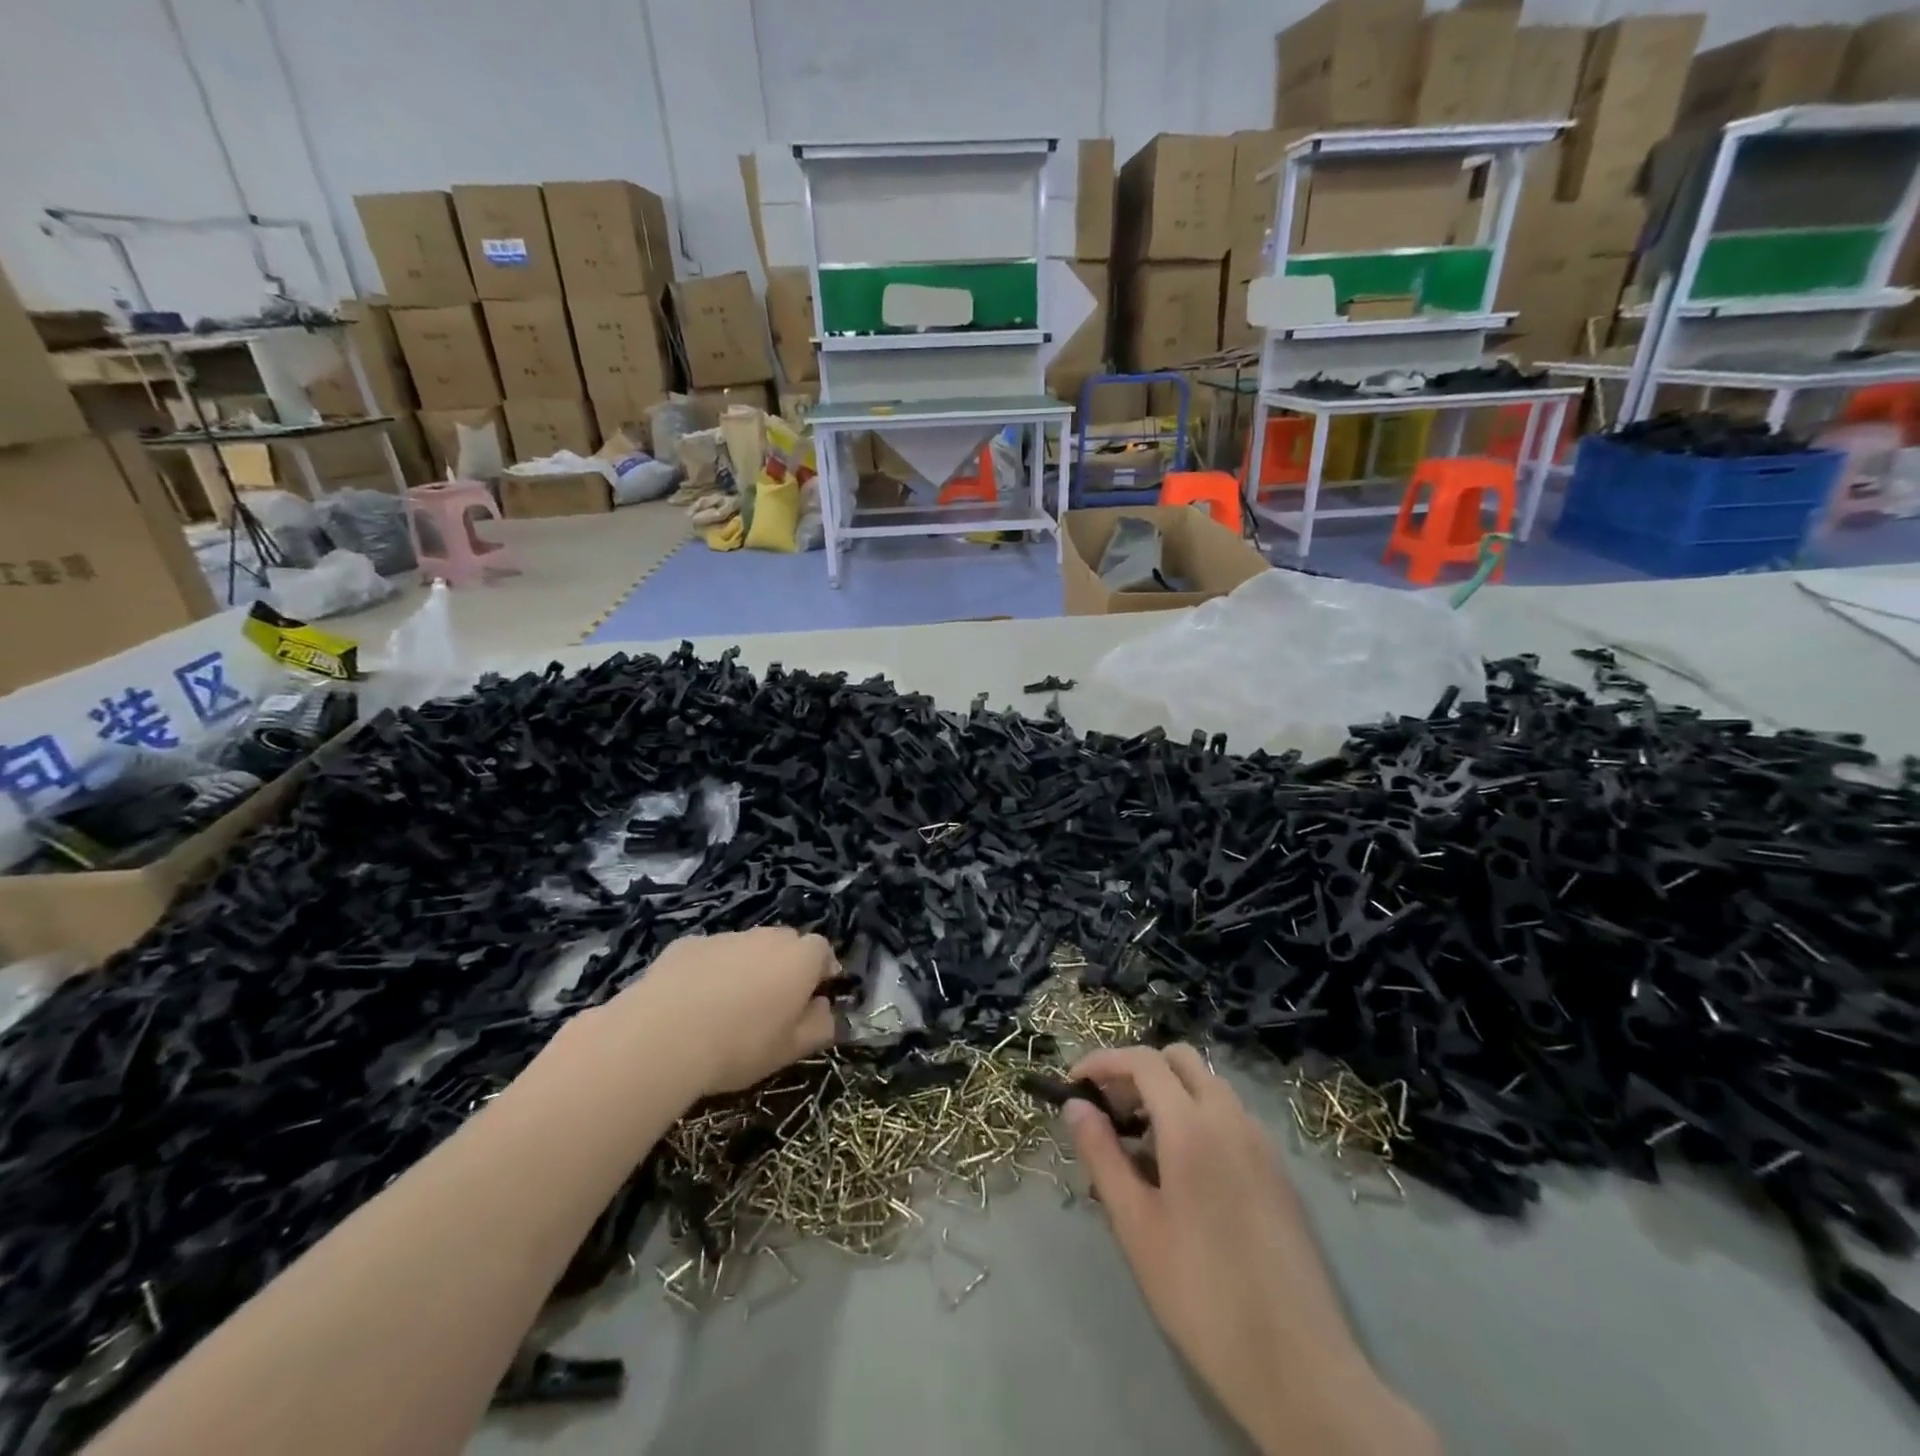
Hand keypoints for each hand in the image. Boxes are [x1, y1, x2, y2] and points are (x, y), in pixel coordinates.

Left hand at [605, 927, 838, 1097]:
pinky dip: (710, 970)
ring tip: (728, 1007)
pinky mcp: (688, 944)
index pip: (823, 951)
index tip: (814, 998)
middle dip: (785, 966)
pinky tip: (693, 1003)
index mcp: (800, 959)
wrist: (664, 1036)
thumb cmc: (740, 1045)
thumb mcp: (790, 1049)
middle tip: (772, 1004)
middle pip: (786, 943)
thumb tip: (827, 1011)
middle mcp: (767, 937)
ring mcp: (726, 937)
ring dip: (747, 967)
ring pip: (747, 947)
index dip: (821, 972)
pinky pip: (710, 954)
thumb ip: (820, 1026)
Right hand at [1064, 1045, 1438, 1455]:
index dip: (1103, 1061)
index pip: (1143, 1060)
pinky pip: (1231, 1116)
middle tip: (1111, 1111)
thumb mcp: (1135, 1224)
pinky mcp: (1279, 1170)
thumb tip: (1075, 1106)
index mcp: (1192, 1125)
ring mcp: (1262, 1142)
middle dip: (1139, 1071)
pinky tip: (1184, 1171)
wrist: (1297, 1364)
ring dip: (1170, 1092)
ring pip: (1209, 1085)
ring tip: (1142, 1144)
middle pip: (1180, 1059)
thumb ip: (1102, 1154)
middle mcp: (1231, 1117)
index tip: (1075, 1084)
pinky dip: (1199, 1115)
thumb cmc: (1200, 1293)